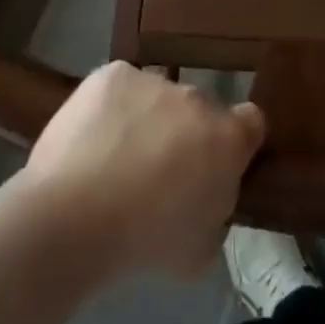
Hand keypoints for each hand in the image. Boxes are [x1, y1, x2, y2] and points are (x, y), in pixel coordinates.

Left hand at [24, 63, 265, 276]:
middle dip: (184, 134)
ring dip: (146, 120)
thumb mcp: (202, 249)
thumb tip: (206, 199)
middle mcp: (198, 99)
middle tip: (156, 173)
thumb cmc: (145, 244)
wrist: (73, 220)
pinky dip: (110, 108)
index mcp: (229, 138)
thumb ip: (216, 212)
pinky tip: (91, 141)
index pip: (251, 123)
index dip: (235, 143)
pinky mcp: (112, 75)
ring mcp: (154, 81)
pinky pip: (119, 88)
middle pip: (198, 110)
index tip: (214, 165)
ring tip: (112, 160)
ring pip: (156, 98)